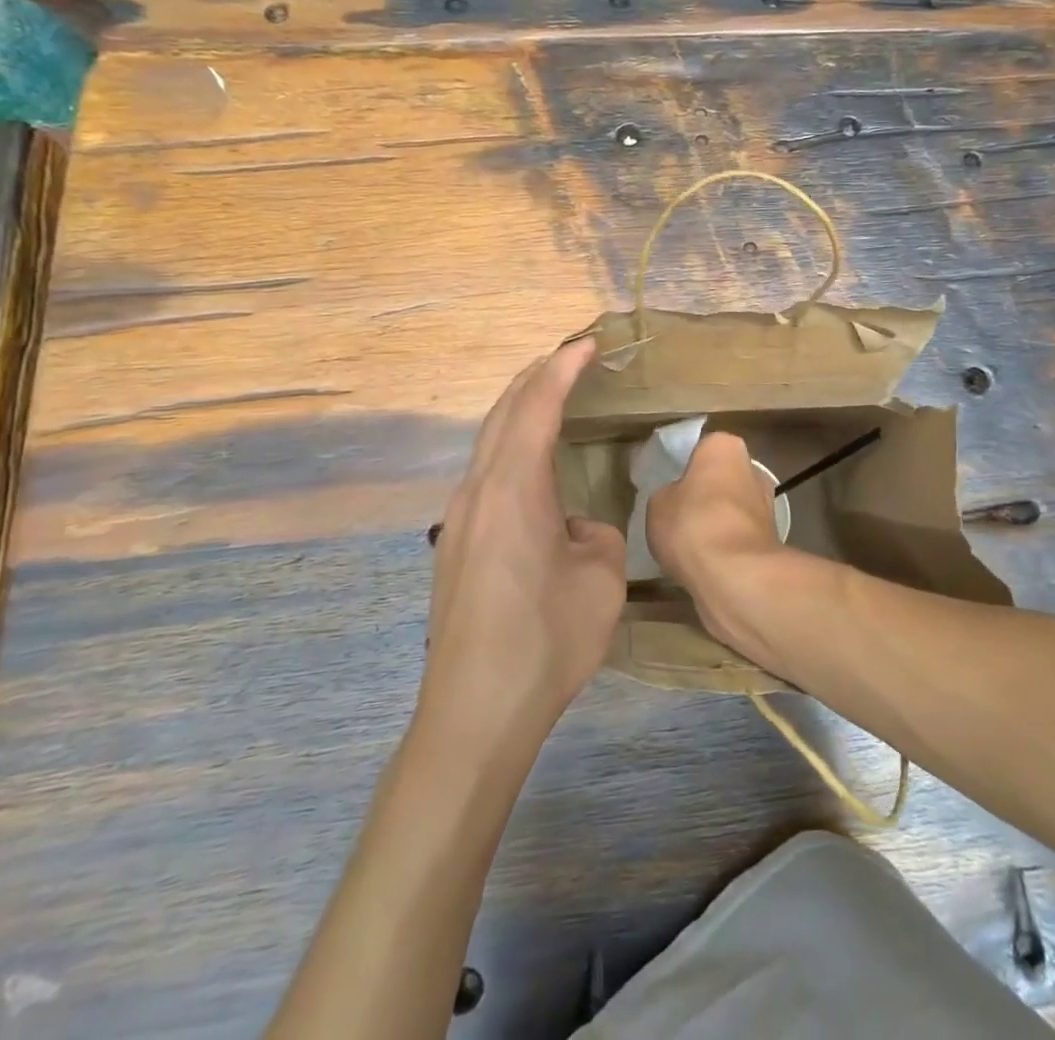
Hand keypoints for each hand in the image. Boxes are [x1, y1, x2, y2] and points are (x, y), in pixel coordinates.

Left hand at [421, 338, 625, 741]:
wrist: (475, 711)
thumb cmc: (546, 639)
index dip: (562, 368)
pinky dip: (509, 447)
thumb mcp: (601, 578)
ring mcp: (458, 519)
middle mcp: (477, 491)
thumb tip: (573, 528)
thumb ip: (596, 534)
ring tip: (551, 399)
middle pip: (502, 413)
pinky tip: (529, 467)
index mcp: (513, 487)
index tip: (586, 343)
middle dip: (535, 378)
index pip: (537, 406)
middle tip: (569, 359)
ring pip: (487, 443)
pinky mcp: (454, 546)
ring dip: (519, 412)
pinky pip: (484, 474)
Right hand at [646, 432, 790, 649]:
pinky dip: (725, 547)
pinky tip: (704, 563)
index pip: (702, 448)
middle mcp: (752, 470)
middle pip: (721, 478)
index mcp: (725, 447)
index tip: (670, 485)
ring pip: (731, 509)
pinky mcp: (770, 541)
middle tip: (677, 514)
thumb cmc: (692, 523)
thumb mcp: (658, 503)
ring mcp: (766, 506)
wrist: (735, 575)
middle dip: (705, 494)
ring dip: (716, 522)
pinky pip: (738, 537)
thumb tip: (677, 499)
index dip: (685, 466)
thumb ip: (668, 493)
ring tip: (687, 544)